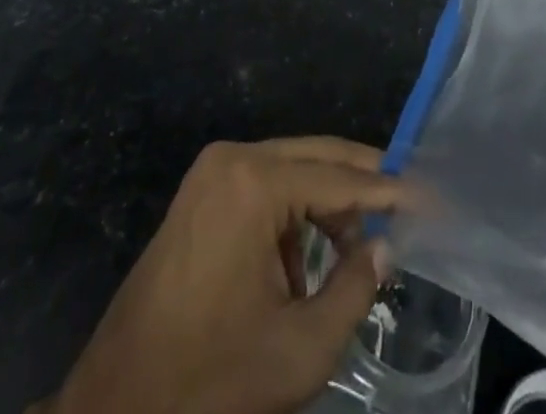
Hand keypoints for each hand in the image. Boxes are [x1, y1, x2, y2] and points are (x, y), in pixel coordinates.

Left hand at [42, 138, 407, 413]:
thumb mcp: (300, 348)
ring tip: (354, 253)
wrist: (116, 409)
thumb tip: (384, 247)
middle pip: (315, 156)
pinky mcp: (199, 194)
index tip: (429, 198)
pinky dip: (291, 216)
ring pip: (290, 170)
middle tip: (406, 207)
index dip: (388, 191)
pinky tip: (303, 264)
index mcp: (254, 182)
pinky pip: (262, 187)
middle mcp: (232, 158)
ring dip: (325, 204)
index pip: (339, 177)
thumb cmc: (213, 380)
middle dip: (361, 183)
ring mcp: (210, 172)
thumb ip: (354, 288)